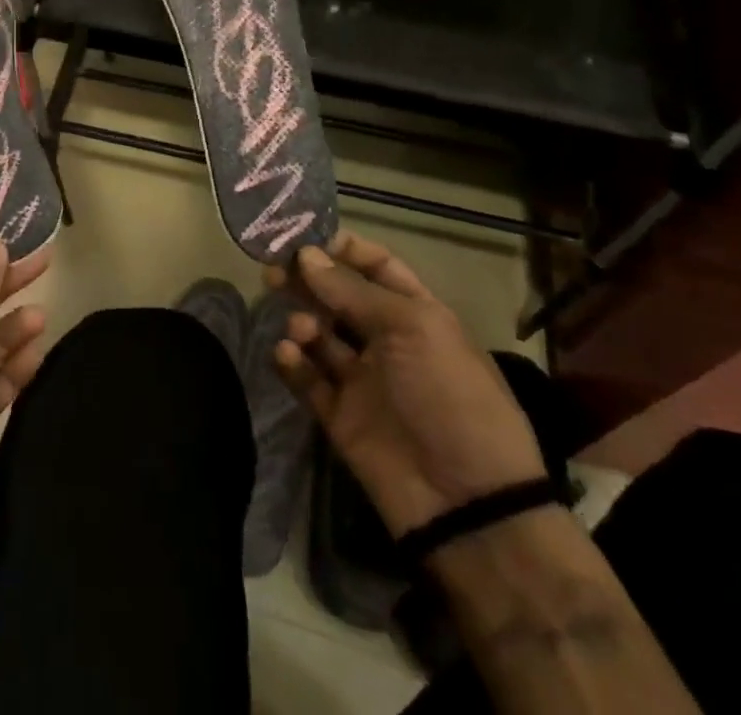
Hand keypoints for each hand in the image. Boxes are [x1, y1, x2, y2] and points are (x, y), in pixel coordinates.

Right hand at [267, 232, 544, 537]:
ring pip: (319, 335)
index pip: (376, 267)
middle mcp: (387, 341)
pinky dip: (293, 363)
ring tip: (300, 328)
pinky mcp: (340, 417)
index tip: (304, 236)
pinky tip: (289, 355)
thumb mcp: (411, 329)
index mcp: (416, 314)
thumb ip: (352, 291)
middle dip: (308, 280)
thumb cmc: (450, 395)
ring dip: (303, 322)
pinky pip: (308, 379)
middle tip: (274, 270)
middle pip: (339, 298)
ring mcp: (363, 380)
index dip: (343, 249)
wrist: (467, 502)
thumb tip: (306, 255)